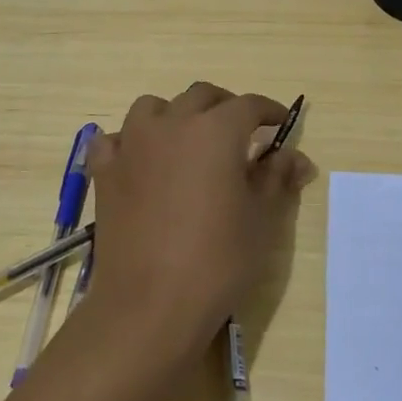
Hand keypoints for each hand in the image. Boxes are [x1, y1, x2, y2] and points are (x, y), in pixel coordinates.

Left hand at [84, 84, 313, 361]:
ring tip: (188, 142)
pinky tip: (141, 162)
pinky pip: (115, 139)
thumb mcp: (261, 219)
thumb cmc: (217, 260)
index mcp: (215, 130)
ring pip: (154, 107)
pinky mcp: (104, 171)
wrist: (150, 304)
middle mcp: (171, 124)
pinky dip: (131, 142)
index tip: (281, 124)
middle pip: (201, 96)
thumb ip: (277, 178)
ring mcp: (132, 145)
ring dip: (175, 115)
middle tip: (241, 134)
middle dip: (226, 107)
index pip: (248, 105)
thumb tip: (296, 157)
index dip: (269, 111)